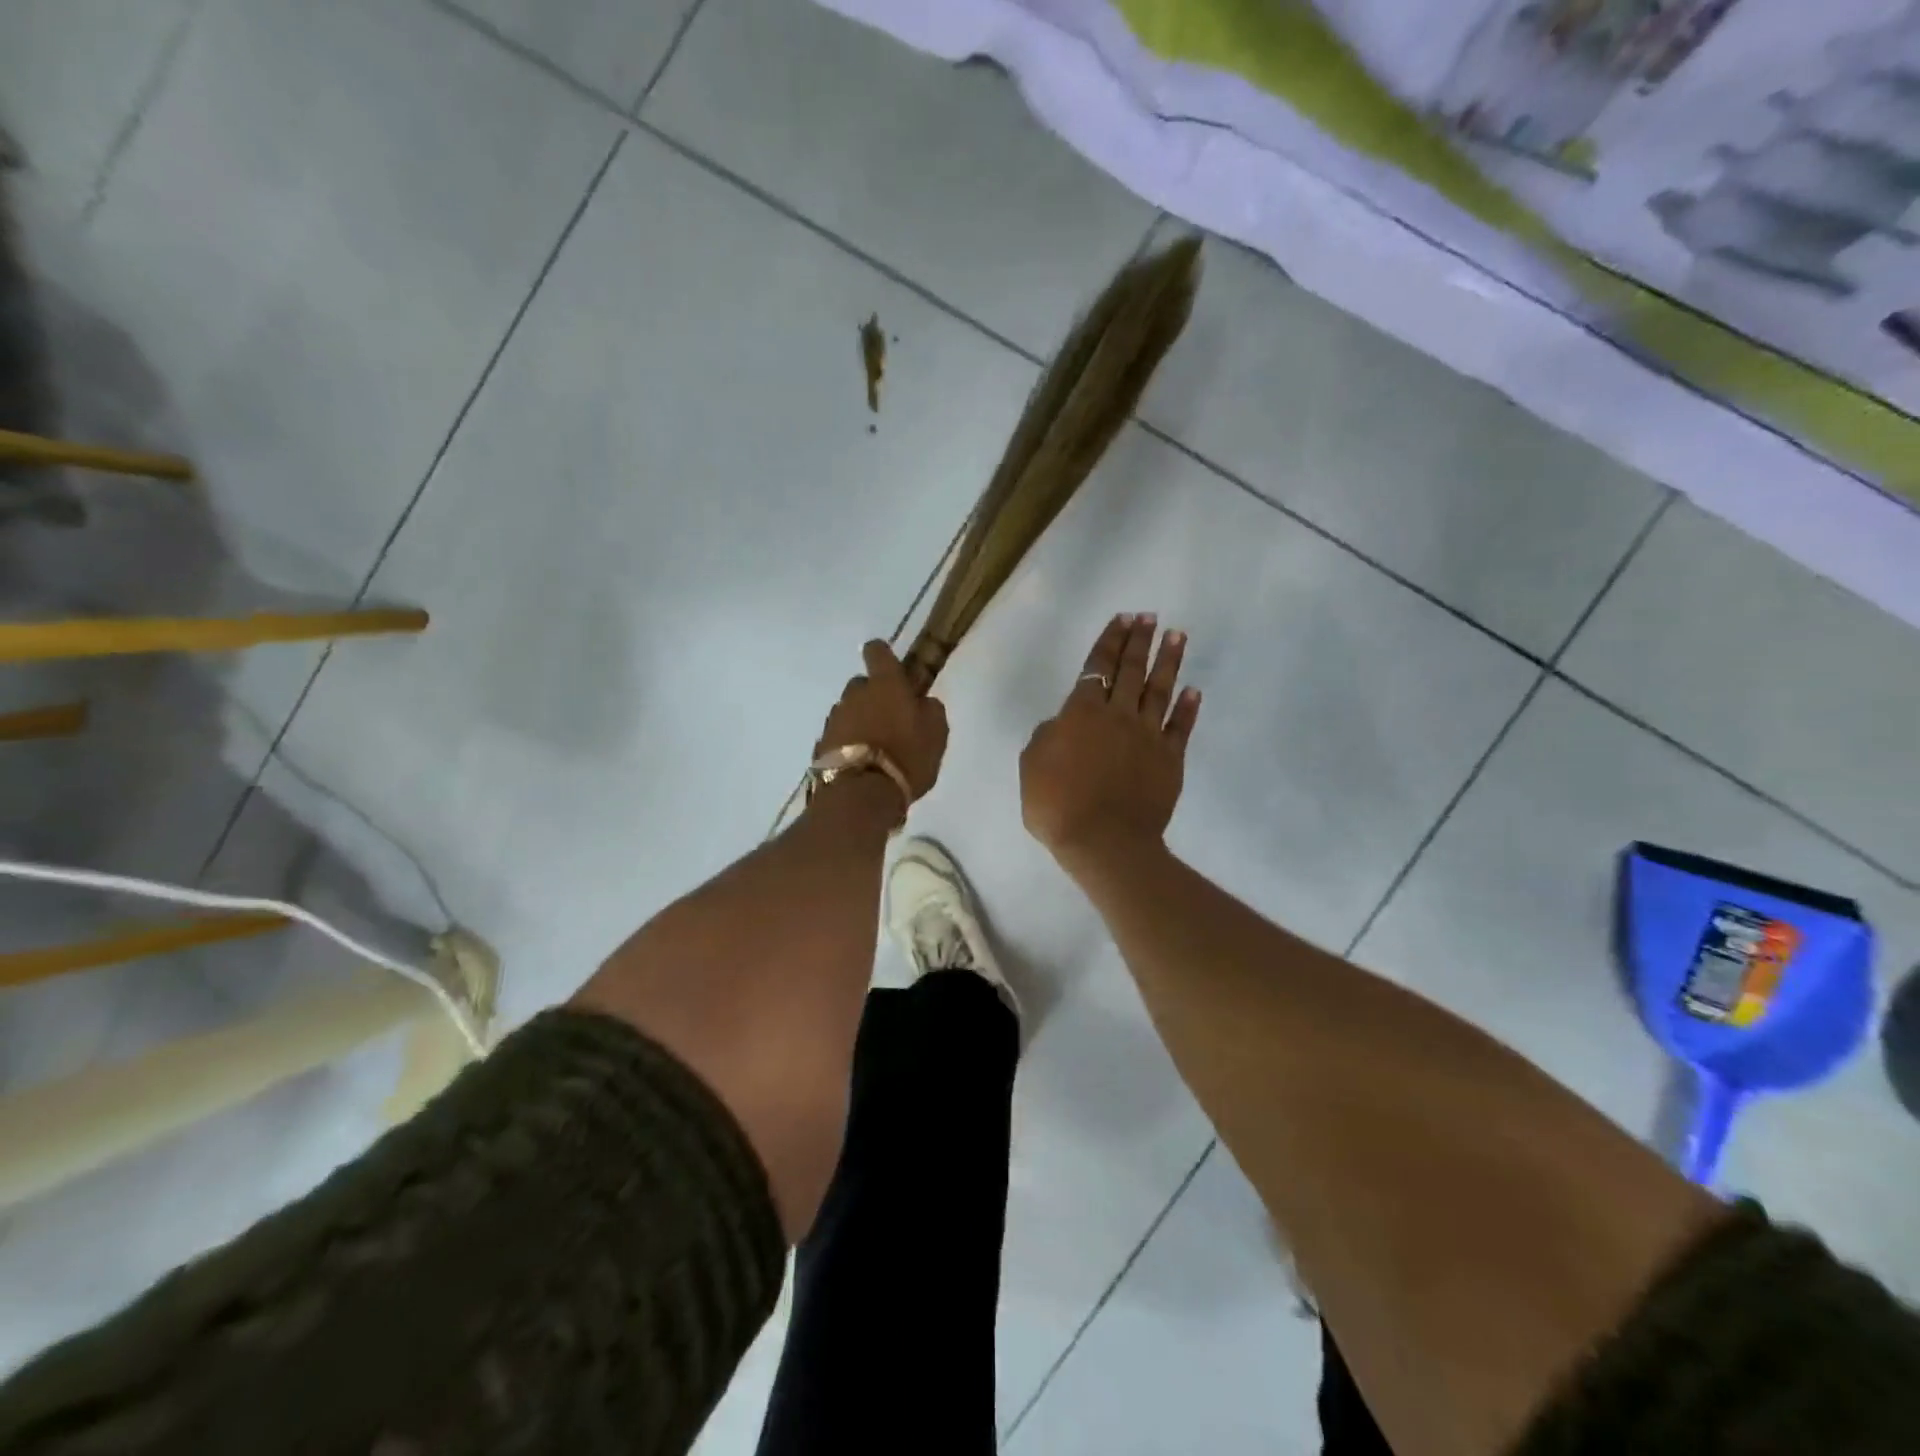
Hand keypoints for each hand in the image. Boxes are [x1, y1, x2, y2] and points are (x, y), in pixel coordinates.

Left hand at [815, 640, 949, 802]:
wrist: (861, 794)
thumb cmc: (906, 757)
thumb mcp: (936, 733)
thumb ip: (931, 709)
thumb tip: (923, 701)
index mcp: (885, 684)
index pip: (878, 651)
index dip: (883, 655)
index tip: (892, 668)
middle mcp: (855, 695)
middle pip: (862, 684)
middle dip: (874, 696)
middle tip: (891, 719)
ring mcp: (834, 719)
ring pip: (849, 711)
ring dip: (861, 722)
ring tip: (877, 748)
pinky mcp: (822, 744)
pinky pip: (839, 736)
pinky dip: (849, 744)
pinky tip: (862, 764)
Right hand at [1021, 613, 1200, 872]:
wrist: (1104, 841)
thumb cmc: (1057, 805)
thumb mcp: (1031, 766)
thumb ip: (1046, 736)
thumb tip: (1061, 723)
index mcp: (1081, 713)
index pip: (1097, 667)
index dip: (1109, 641)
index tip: (1122, 618)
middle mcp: (1118, 715)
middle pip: (1131, 670)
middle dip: (1140, 640)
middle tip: (1150, 617)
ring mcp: (1148, 736)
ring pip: (1160, 690)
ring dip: (1168, 661)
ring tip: (1177, 635)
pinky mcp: (1170, 759)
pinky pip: (1181, 726)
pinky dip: (1188, 707)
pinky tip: (1194, 689)